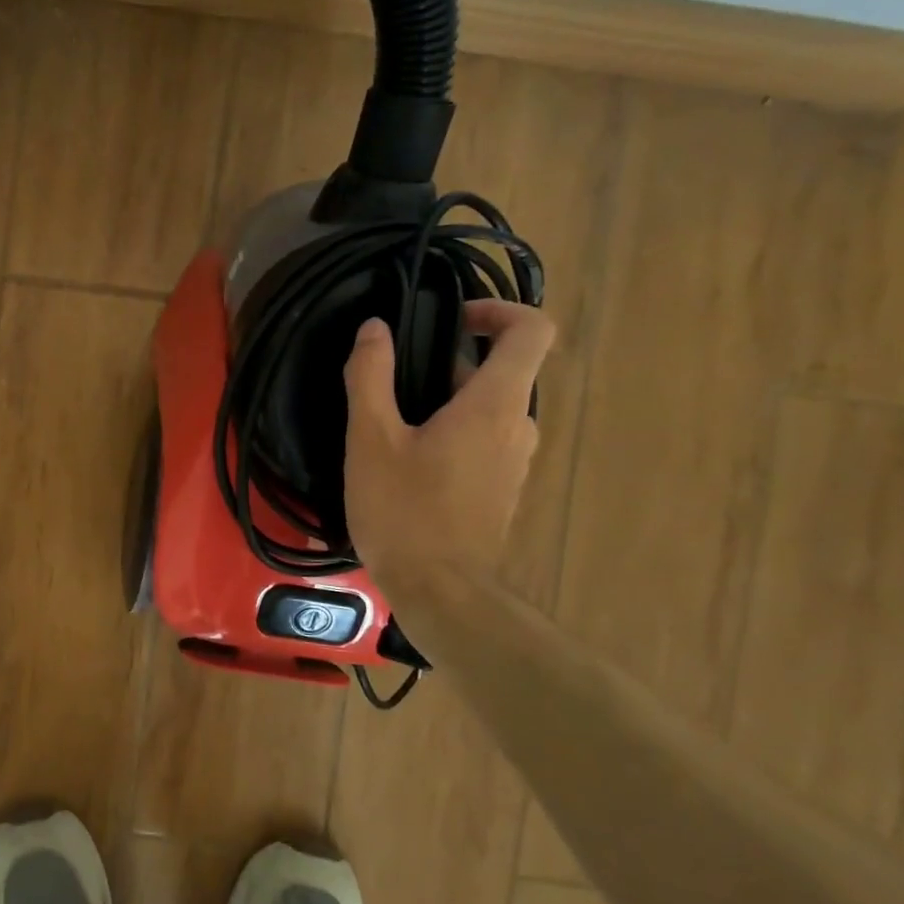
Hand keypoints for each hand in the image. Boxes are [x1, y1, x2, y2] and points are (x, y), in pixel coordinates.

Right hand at [344, 300, 555, 590]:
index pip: (532, 331)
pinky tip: (405, 463)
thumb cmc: (405, 511)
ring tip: (390, 425)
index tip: (451, 320)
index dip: (498, 310)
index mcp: (495, 405)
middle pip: (500, 371)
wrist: (441, 593)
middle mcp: (518, 427)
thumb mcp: (372, 439)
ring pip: (487, 410)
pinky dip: (451, 434)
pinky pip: (483, 442)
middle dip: (449, 363)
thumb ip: (371, 376)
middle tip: (394, 382)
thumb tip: (374, 328)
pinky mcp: (501, 491)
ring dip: (445, 402)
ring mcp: (514, 463)